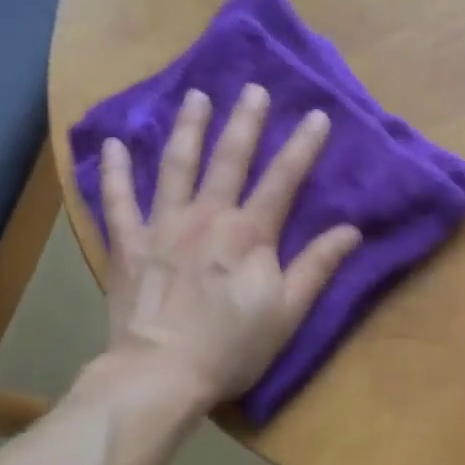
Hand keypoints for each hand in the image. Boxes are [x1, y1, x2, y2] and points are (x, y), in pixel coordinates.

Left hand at [95, 85, 361, 411]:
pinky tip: (114, 144)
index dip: (303, 146)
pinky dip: (113, 171)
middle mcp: (207, 217)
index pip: (283, 179)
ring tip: (196, 97)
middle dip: (245, 121)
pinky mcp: (128, 245)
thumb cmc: (231, 347)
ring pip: (176, 166)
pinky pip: (117, 201)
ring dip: (188, 129)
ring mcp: (162, 226)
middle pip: (229, 159)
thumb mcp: (287, 312)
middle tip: (253, 89)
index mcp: (249, 233)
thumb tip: (351, 231)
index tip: (318, 115)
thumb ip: (317, 266)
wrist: (159, 376)